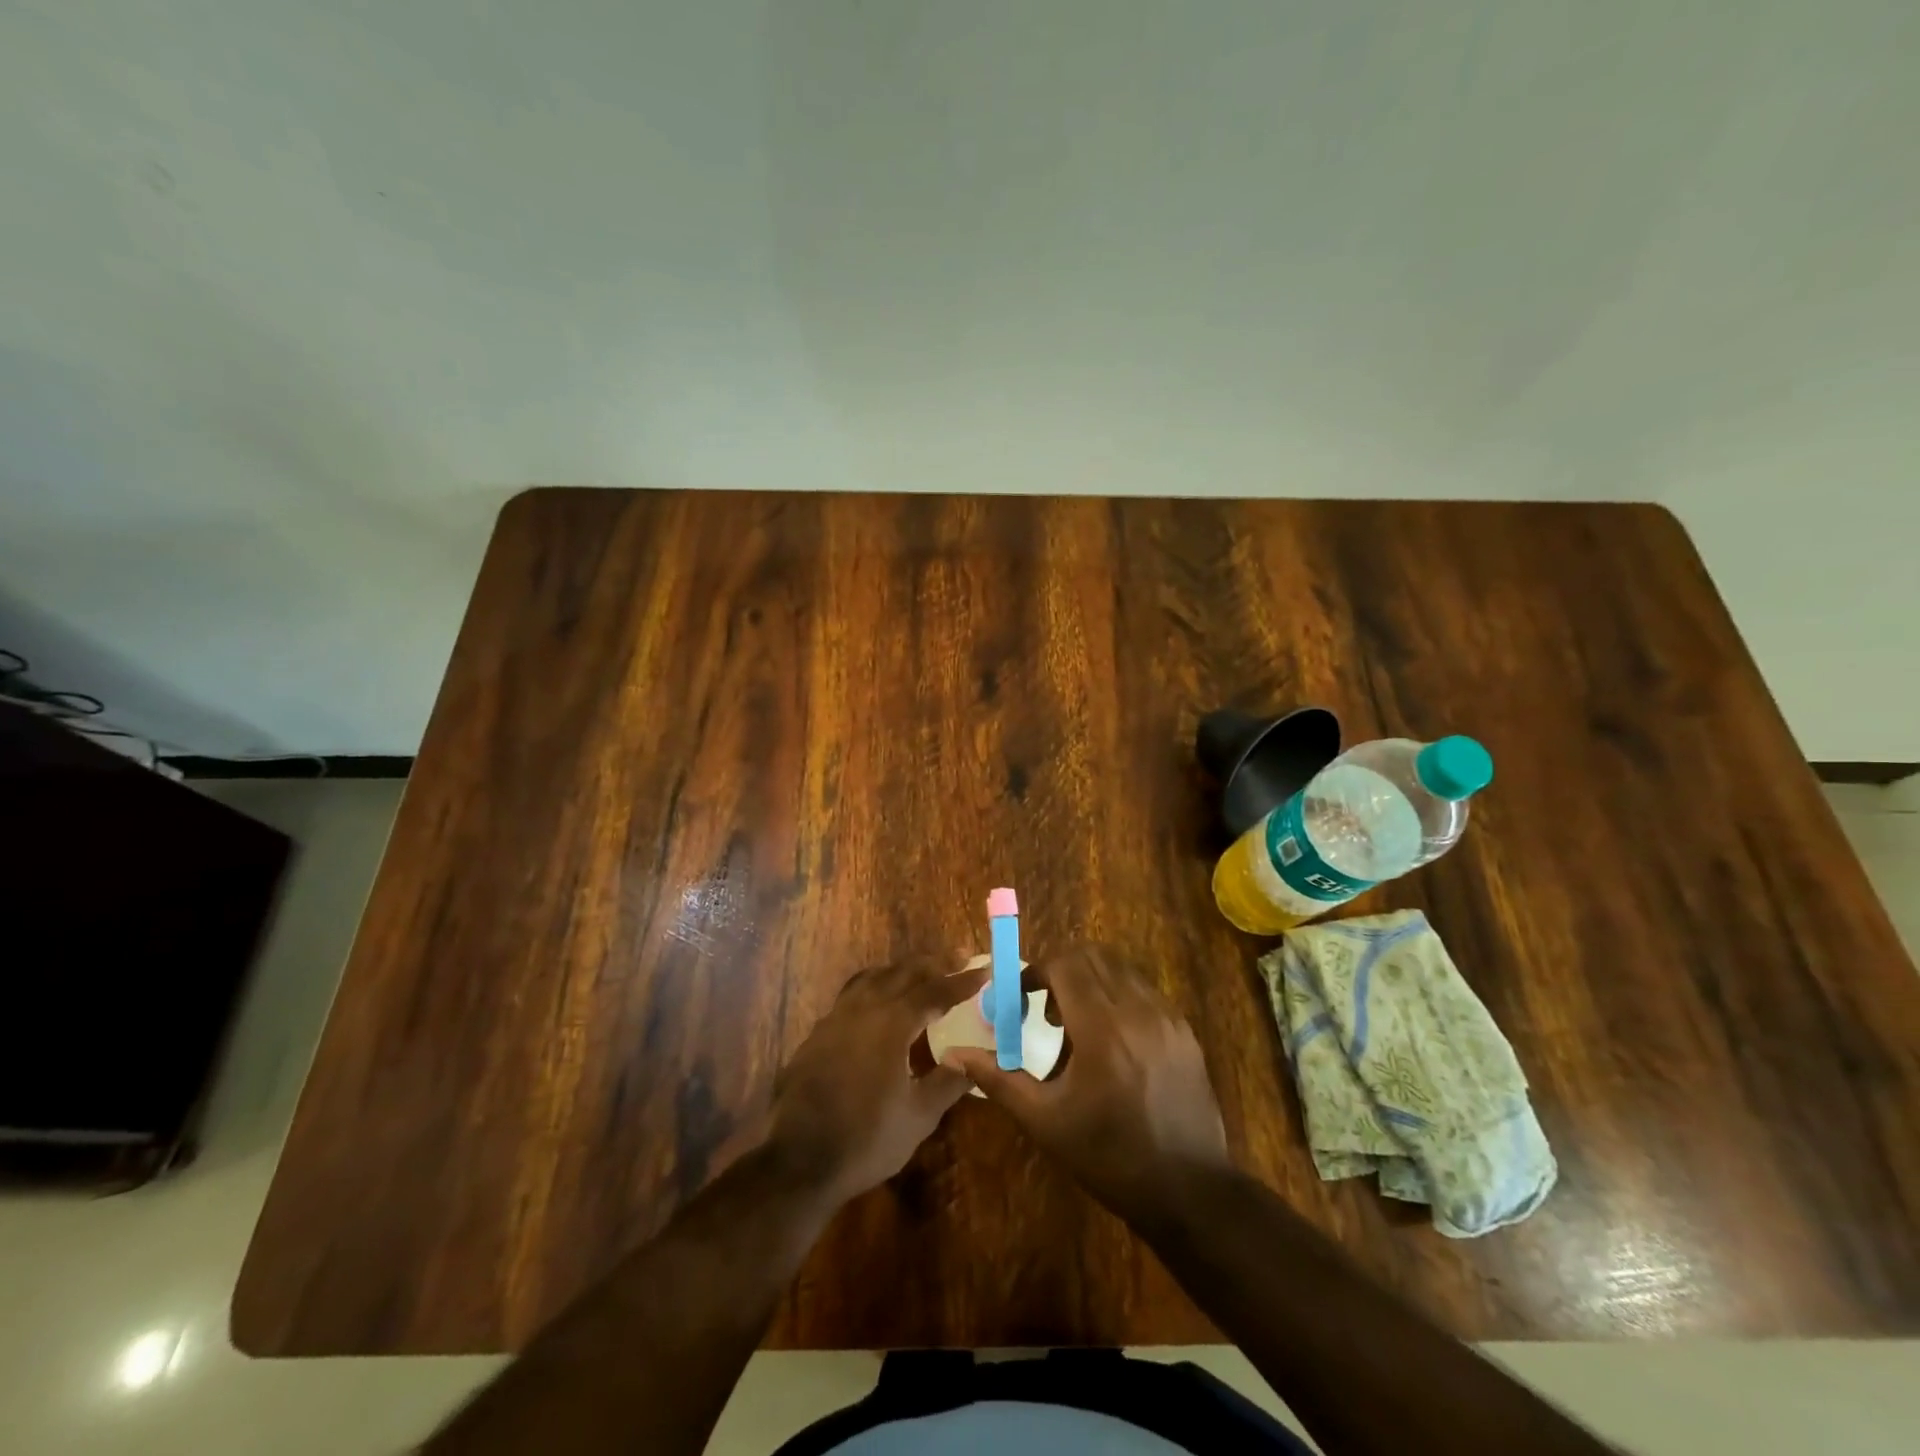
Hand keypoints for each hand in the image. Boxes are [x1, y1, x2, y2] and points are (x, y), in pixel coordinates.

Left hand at [767, 953, 986, 1201]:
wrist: (799, 1160)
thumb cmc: (866, 1138)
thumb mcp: (918, 1116)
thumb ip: (948, 1081)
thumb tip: (971, 1059)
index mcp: (892, 1022)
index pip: (934, 992)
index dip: (961, 981)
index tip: (983, 970)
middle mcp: (863, 1008)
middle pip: (902, 973)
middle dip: (932, 965)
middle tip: (956, 961)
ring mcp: (836, 1018)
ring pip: (872, 978)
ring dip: (899, 972)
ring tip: (918, 976)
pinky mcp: (818, 1034)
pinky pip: (852, 996)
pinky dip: (874, 989)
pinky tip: (878, 1008)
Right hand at [940, 944, 1230, 1222]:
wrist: (1189, 1191)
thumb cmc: (1108, 1157)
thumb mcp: (1045, 1121)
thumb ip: (998, 1078)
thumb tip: (953, 1054)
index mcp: (1101, 1027)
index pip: (1065, 964)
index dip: (1035, 973)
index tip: (1021, 1001)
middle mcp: (1138, 1009)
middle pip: (1093, 957)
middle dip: (1062, 972)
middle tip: (1047, 1012)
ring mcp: (1167, 1017)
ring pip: (1121, 970)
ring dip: (1092, 983)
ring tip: (1079, 1031)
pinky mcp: (1185, 1031)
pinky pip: (1145, 992)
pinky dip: (1120, 999)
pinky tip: (1113, 1046)